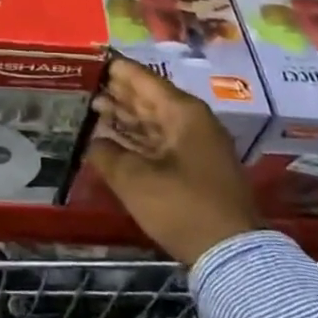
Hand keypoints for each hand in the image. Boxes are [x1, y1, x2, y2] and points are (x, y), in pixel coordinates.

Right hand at [88, 55, 259, 265]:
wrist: (232, 256)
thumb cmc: (183, 207)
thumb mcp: (135, 180)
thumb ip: (107, 154)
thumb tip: (94, 142)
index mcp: (182, 112)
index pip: (142, 78)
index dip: (115, 69)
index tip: (89, 62)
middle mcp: (191, 121)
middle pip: (148, 98)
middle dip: (117, 93)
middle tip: (85, 86)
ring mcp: (196, 145)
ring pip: (153, 121)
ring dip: (125, 116)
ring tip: (93, 108)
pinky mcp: (196, 168)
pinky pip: (159, 141)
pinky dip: (137, 138)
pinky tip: (114, 139)